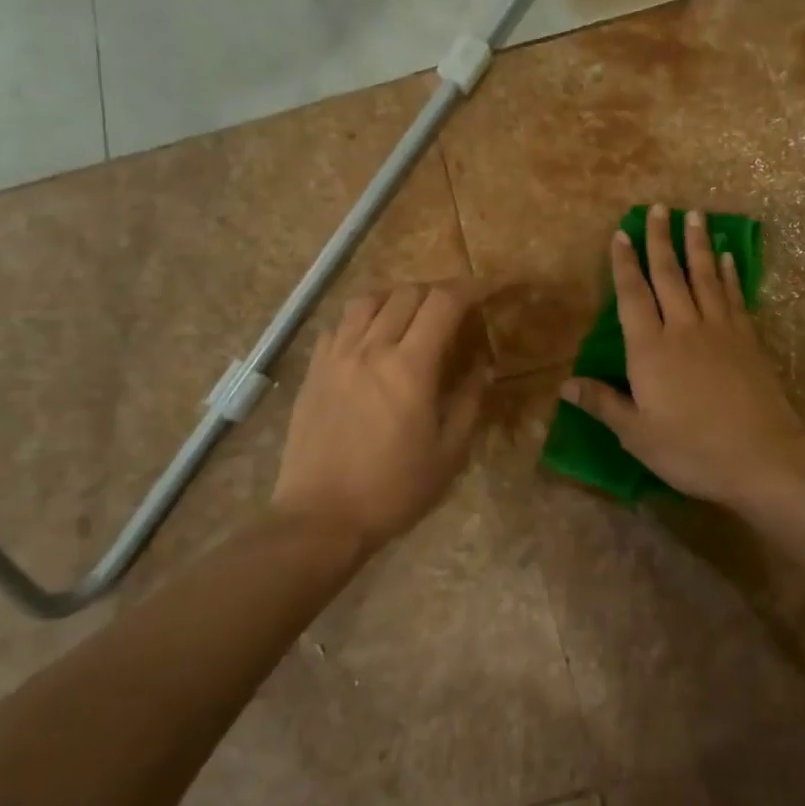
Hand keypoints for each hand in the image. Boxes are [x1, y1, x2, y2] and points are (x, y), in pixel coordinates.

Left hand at [273, 281, 493, 549]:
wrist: (321, 518)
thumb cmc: (393, 490)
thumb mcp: (449, 453)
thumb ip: (469, 402)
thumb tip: (483, 367)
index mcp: (409, 367)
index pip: (444, 303)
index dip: (472, 287)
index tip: (490, 289)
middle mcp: (370, 349)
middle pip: (407, 293)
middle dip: (438, 292)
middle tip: (456, 310)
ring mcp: (336, 358)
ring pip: (368, 301)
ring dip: (398, 298)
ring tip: (413, 316)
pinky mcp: (313, 372)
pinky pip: (340, 326)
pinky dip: (363, 319)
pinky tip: (371, 340)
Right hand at [560, 205, 804, 507]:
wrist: (762, 456)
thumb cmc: (691, 449)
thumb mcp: (637, 434)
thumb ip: (603, 403)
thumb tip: (565, 384)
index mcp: (650, 349)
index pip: (633, 296)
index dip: (624, 264)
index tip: (620, 234)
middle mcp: (683, 328)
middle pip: (668, 275)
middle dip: (660, 240)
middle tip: (657, 208)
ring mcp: (720, 330)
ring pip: (703, 276)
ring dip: (696, 244)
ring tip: (694, 215)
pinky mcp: (747, 339)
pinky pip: (733, 296)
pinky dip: (728, 273)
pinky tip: (726, 257)